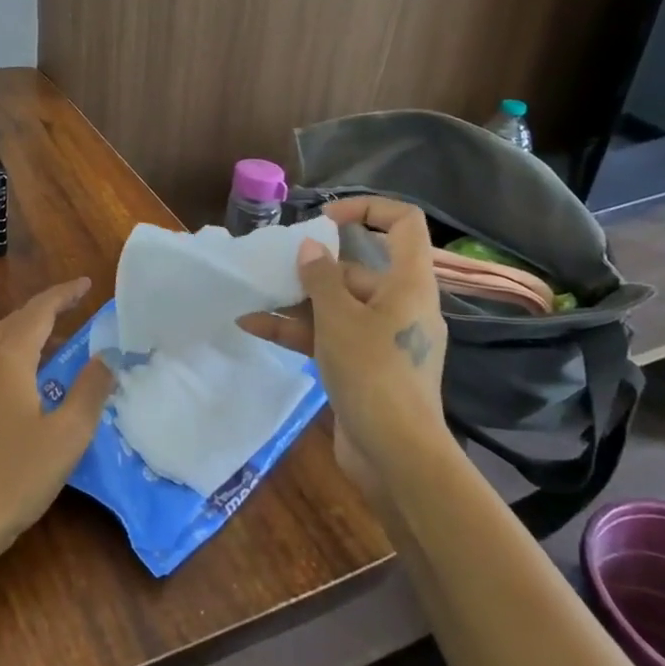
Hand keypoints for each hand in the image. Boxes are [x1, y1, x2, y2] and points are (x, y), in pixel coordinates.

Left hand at [0, 279, 111, 593]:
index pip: (39, 311)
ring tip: (53, 344)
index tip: (86, 284)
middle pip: (14, 322)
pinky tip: (20, 381)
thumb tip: (107, 357)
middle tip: (74, 310)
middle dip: (45, 312)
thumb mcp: (67, 436)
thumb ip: (90, 390)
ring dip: (25, 335)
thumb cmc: (14, 476)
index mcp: (7, 358)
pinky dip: (9, 357)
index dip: (63, 295)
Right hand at [239, 198, 451, 500]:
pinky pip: (331, 336)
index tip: (325, 218)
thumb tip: (311, 246)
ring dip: (297, 301)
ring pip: (338, 305)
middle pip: (358, 269)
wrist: (396, 457)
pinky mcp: (366, 367)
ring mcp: (383, 339)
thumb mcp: (338, 317)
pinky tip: (255, 327)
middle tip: (275, 267)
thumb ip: (320, 276)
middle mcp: (401, 305)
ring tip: (255, 295)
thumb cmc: (373, 373)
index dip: (366, 208)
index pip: (403, 224)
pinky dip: (297, 331)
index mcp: (409, 284)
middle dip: (314, 268)